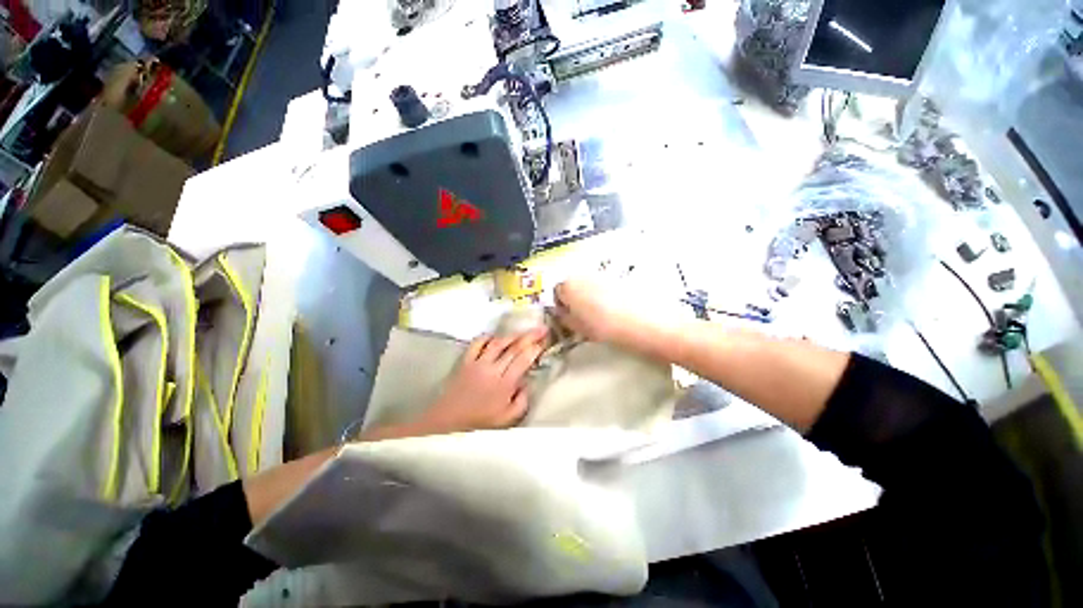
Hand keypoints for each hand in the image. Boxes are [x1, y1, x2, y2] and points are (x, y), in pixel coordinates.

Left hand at [415, 329, 547, 433]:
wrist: (448, 422)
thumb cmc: (480, 423)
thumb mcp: (507, 420)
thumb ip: (522, 401)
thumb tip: (527, 383)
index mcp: (505, 384)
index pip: (523, 359)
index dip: (535, 348)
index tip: (545, 341)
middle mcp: (492, 369)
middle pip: (514, 347)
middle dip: (530, 336)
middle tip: (542, 328)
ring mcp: (477, 362)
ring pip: (498, 342)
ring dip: (512, 335)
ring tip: (524, 331)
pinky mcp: (465, 360)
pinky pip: (477, 343)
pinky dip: (488, 337)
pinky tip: (495, 337)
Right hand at [554, 279, 649, 343]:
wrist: (636, 319)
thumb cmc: (601, 325)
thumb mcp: (577, 327)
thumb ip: (564, 318)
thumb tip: (561, 313)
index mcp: (566, 286)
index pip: (555, 293)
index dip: (560, 305)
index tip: (567, 316)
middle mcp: (580, 274)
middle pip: (570, 284)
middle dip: (572, 297)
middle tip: (581, 315)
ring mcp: (598, 273)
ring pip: (586, 283)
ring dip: (587, 294)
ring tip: (597, 311)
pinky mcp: (614, 275)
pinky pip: (601, 283)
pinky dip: (601, 292)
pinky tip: (609, 306)